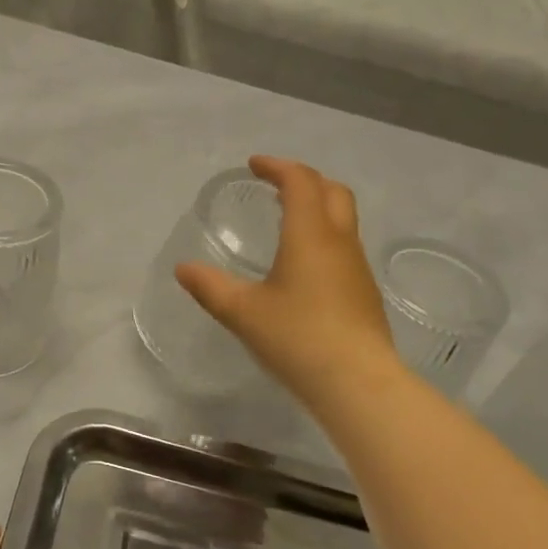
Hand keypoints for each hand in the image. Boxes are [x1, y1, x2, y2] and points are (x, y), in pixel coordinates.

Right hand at [175, 156, 399, 409]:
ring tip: (287, 220)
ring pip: (343, 219)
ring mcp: (357, 268)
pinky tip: (304, 265)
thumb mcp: (242, 312)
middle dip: (305, 179)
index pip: (300, 181)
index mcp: (310, 235)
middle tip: (277, 185)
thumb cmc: (297, 338)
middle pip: (333, 191)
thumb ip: (210, 287)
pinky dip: (324, 236)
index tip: (255, 165)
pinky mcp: (364, 293)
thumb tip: (183, 269)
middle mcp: (339, 242)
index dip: (278, 167)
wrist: (358, 383)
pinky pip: (344, 247)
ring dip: (318, 207)